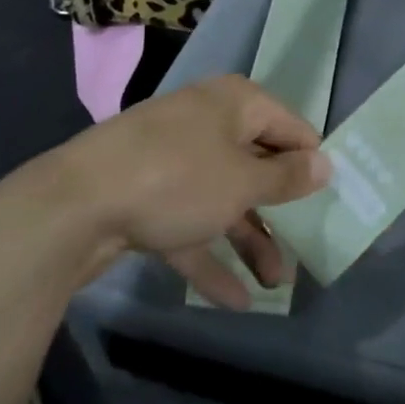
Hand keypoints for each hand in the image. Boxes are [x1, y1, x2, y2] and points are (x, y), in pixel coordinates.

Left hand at [31, 76, 329, 305]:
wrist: (72, 206)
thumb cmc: (177, 179)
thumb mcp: (242, 182)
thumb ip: (287, 178)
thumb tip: (326, 163)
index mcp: (234, 104)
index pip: (290, 127)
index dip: (311, 161)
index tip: (332, 197)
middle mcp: (206, 123)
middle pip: (255, 166)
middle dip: (280, 211)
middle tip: (305, 247)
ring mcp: (172, 159)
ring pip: (223, 198)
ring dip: (249, 240)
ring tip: (275, 285)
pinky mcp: (145, 195)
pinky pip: (189, 222)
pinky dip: (210, 255)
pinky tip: (234, 299)